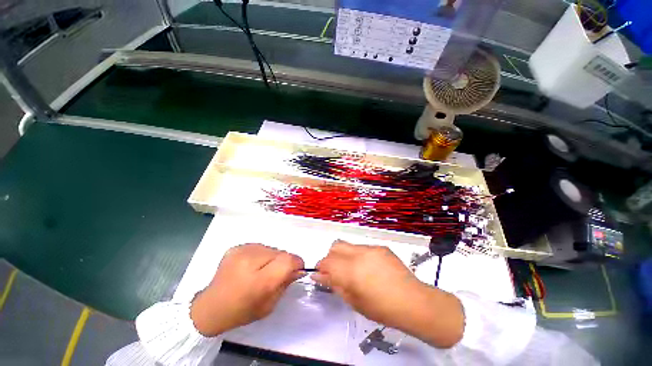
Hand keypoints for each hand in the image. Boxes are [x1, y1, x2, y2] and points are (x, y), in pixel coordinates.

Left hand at [190, 244, 303, 336]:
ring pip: (271, 248)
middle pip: (281, 252)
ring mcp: (242, 251)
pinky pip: (259, 246)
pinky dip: (261, 255)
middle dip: (284, 261)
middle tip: (277, 273)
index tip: (297, 269)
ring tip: (262, 270)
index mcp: (259, 280)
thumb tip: (298, 269)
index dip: (297, 262)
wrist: (210, 307)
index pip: (287, 260)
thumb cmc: (241, 311)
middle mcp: (250, 260)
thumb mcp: (269, 305)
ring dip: (272, 257)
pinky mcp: (236, 247)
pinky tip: (252, 266)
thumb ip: (285, 284)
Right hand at [313, 240, 463, 347]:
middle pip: (335, 246)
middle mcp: (359, 254)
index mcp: (350, 270)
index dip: (321, 267)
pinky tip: (370, 269)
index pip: (326, 261)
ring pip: (349, 245)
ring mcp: (371, 248)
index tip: (322, 275)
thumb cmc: (381, 308)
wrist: (412, 301)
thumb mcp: (353, 301)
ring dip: (345, 256)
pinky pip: (363, 248)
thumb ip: (334, 284)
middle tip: (336, 271)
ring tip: (355, 271)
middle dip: (331, 257)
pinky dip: (359, 256)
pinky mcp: (380, 247)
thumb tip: (319, 275)